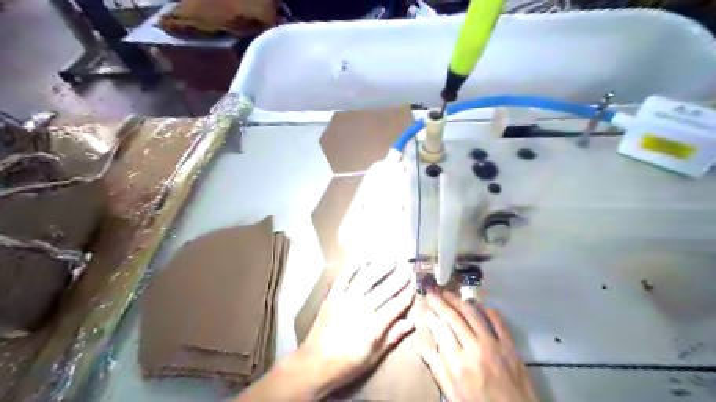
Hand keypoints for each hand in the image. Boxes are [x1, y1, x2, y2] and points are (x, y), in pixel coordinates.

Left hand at [298, 261, 419, 398]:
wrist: (314, 364)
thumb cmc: (347, 364)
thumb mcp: (373, 357)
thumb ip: (392, 337)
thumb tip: (411, 323)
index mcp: (374, 326)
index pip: (397, 305)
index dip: (407, 293)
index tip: (414, 283)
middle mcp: (362, 308)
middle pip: (385, 288)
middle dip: (399, 277)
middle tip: (407, 267)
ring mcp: (346, 300)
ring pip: (367, 278)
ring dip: (380, 267)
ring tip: (391, 260)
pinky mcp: (333, 296)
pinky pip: (344, 277)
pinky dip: (353, 267)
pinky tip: (363, 260)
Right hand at [421, 289, 535, 401]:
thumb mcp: (454, 396)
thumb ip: (439, 371)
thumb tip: (422, 349)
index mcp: (458, 364)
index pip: (441, 331)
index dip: (432, 316)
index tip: (426, 308)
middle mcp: (474, 349)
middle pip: (454, 318)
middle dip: (441, 302)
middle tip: (432, 291)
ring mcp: (494, 345)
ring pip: (473, 315)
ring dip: (459, 301)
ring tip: (449, 292)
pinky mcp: (510, 346)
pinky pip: (498, 321)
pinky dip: (487, 310)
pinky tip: (478, 304)